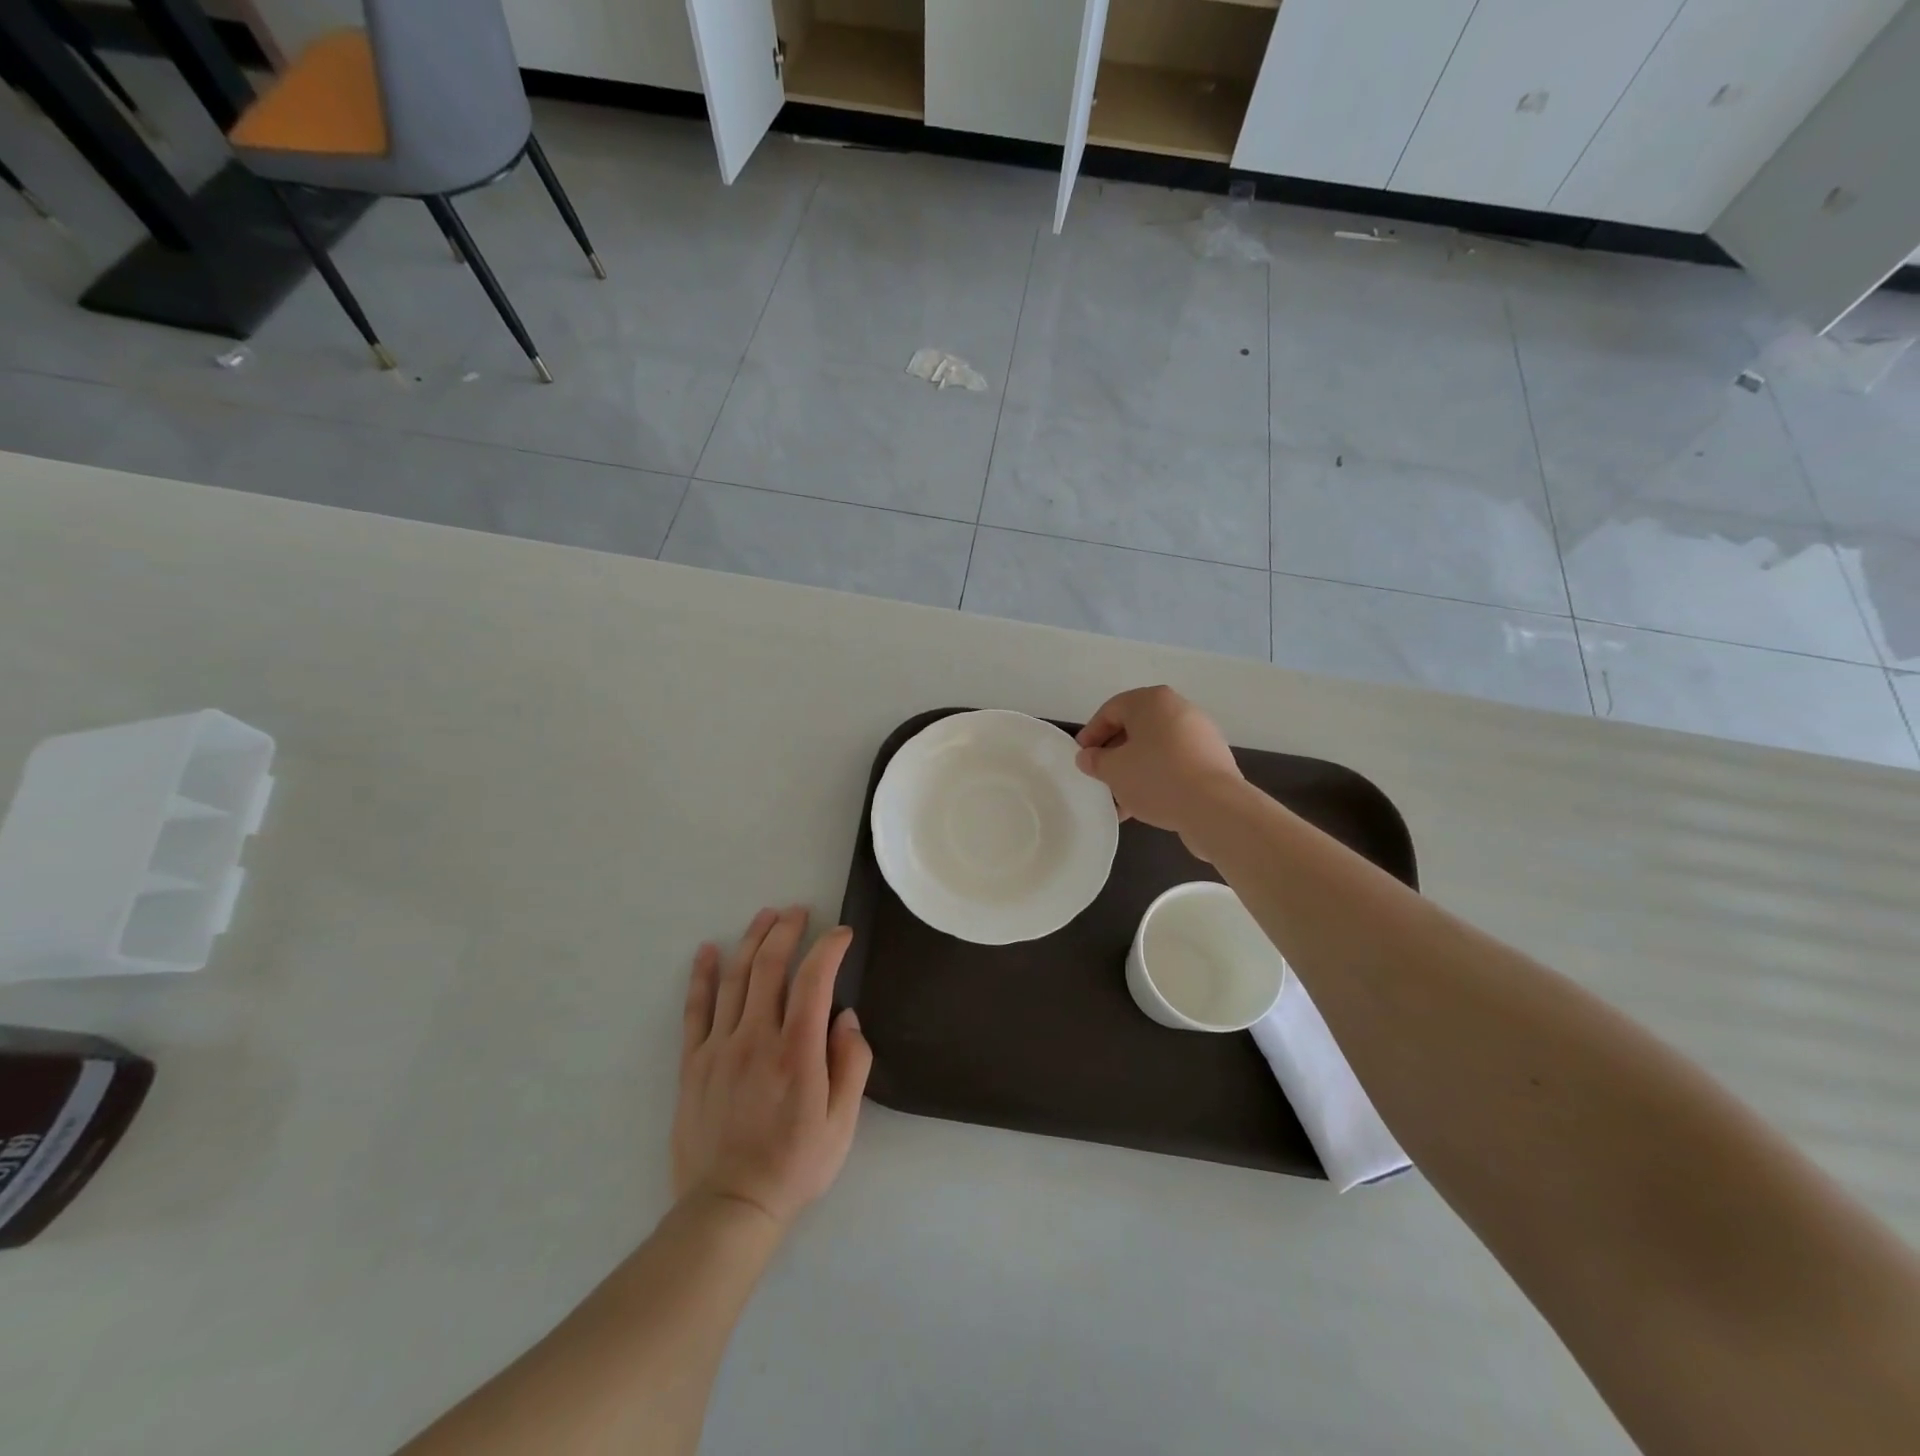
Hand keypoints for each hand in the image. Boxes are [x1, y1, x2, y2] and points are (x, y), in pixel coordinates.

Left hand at [673, 907, 872, 1229]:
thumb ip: (851, 1065)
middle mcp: (757, 1037)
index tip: (841, 934)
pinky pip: (696, 1009)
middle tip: (798, 912)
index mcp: (797, 1051)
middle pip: (770, 966)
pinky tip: (707, 951)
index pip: (814, 980)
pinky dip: (702, 976)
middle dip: (787, 930)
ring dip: (751, 940)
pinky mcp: (693, 1062)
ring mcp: (720, 1047)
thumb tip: (846, 1017)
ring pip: (735, 978)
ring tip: (765, 916)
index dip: (829, 948)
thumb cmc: (794, 1165)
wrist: (729, 1208)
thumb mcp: (841, 1124)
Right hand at [1075, 686, 1244, 854]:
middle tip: (1099, 778)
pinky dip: (1157, 778)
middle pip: (1135, 729)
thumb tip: (1088, 757)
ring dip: (1134, 771)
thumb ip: (1095, 760)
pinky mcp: (1213, 760)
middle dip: (1114, 755)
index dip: (1091, 734)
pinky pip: (1175, 763)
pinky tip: (1144, 805)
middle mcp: (1179, 709)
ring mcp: (1200, 734)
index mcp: (1152, 701)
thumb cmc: (1156, 778)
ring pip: (1155, 749)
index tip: (1081, 758)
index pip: (1111, 710)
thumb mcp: (1113, 770)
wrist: (1215, 808)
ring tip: (1119, 800)